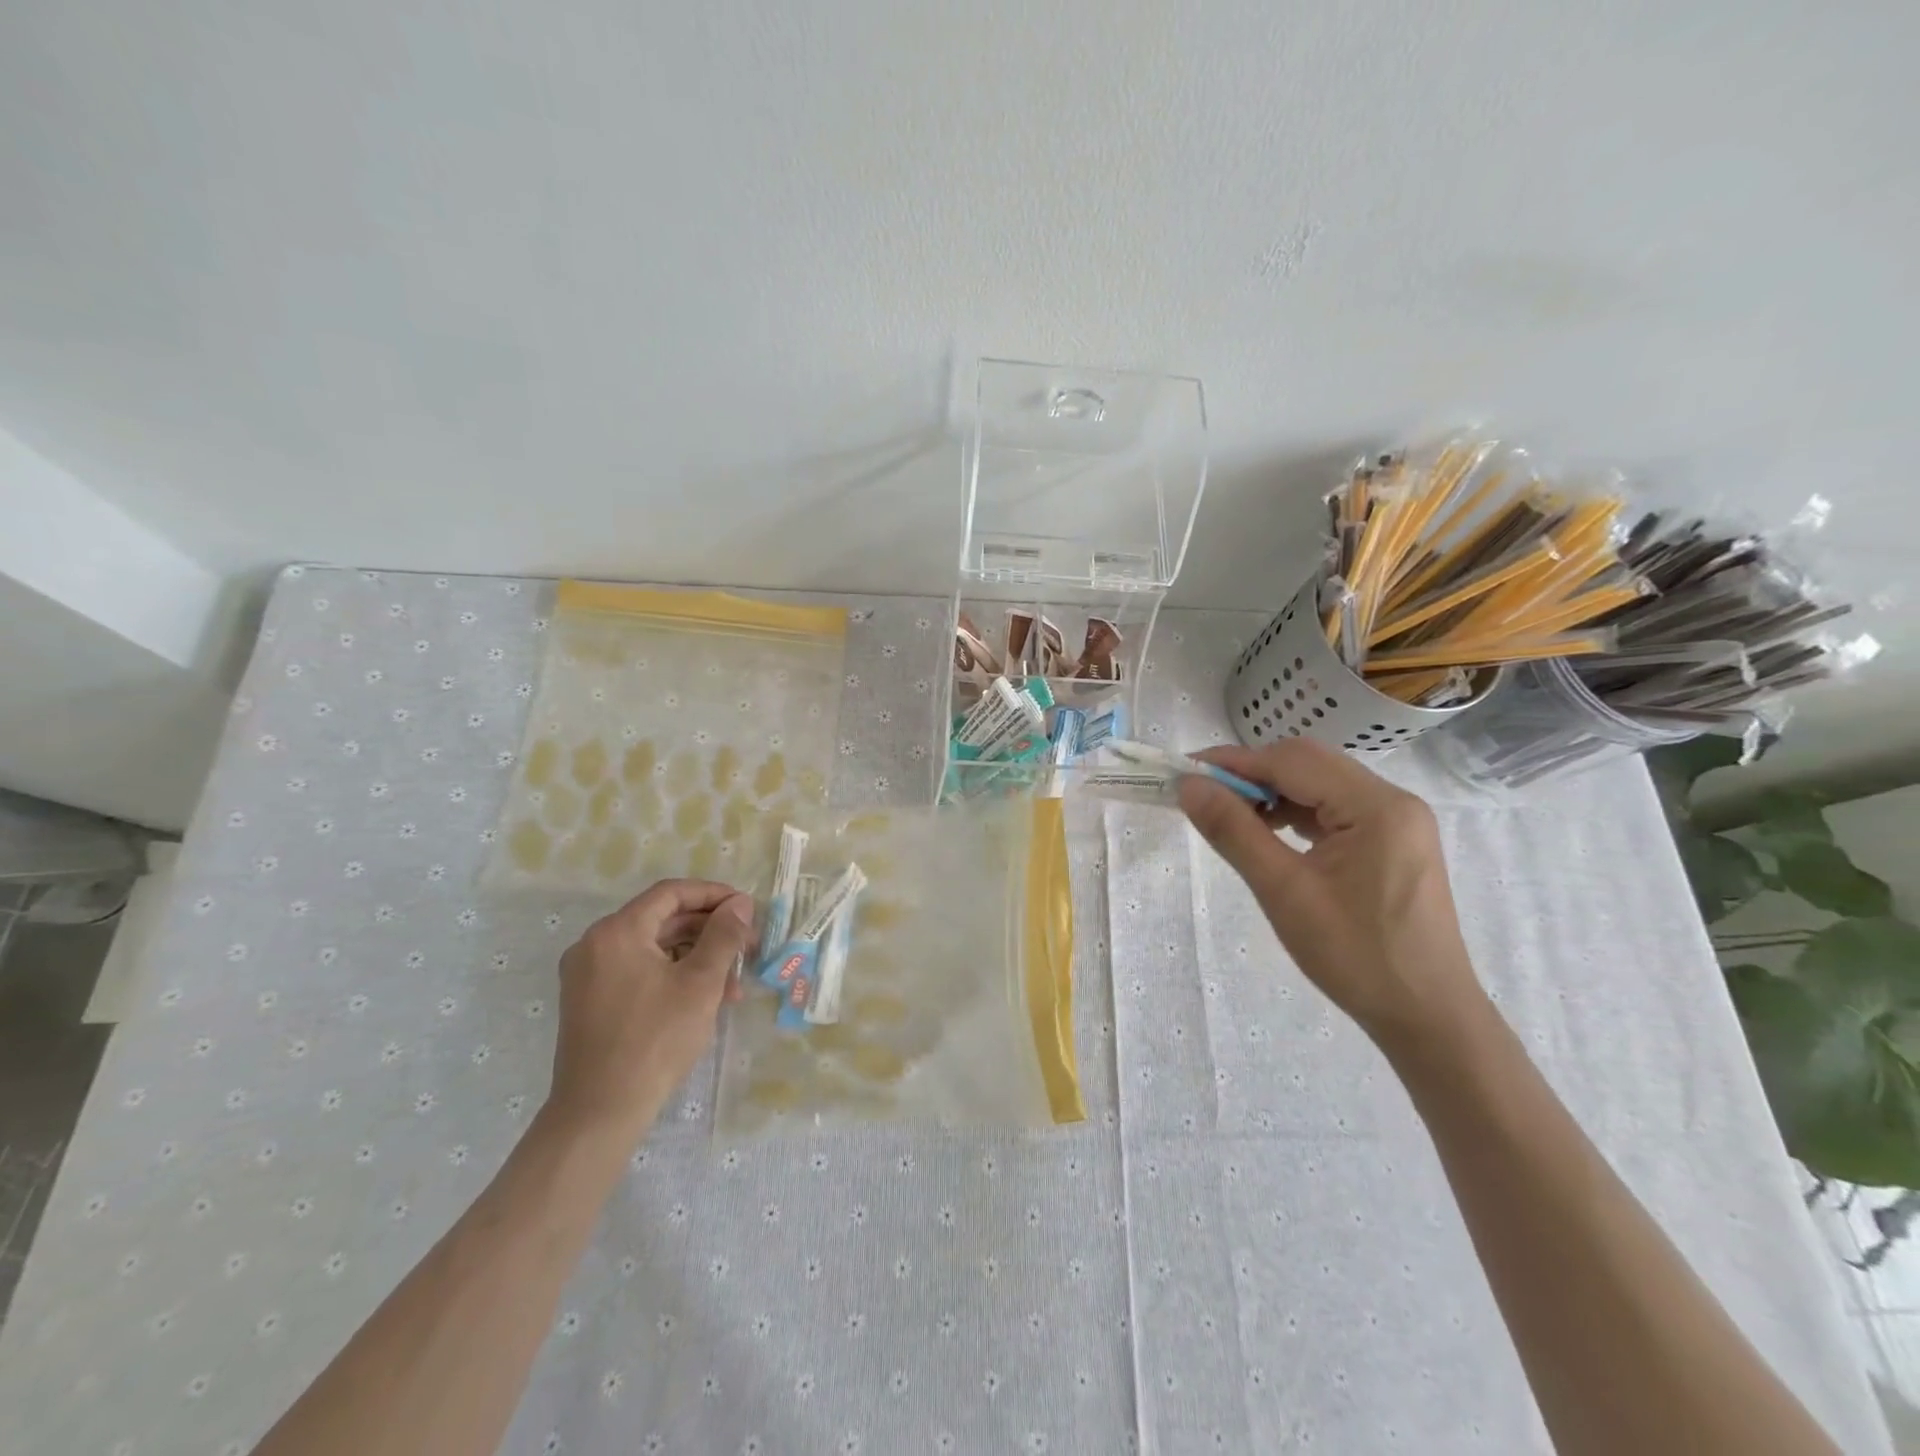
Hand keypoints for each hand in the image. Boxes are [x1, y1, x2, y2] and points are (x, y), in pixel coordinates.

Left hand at [547, 879, 754, 1141]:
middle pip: (663, 920)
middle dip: (710, 931)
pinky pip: (639, 971)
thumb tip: (740, 903)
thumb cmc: (655, 1040)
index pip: (671, 894)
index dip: (714, 895)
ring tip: (734, 983)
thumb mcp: (701, 983)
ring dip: (697, 957)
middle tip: (749, 947)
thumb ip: (723, 936)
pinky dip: (674, 975)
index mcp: (617, 932)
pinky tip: (705, 998)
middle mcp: (595, 944)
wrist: (599, 1113)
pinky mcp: (590, 1001)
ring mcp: (588, 975)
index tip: (747, 909)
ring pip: (654, 948)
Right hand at [1177, 740, 1483, 1044]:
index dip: (1234, 762)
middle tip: (1204, 795)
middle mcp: (1394, 801)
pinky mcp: (1394, 842)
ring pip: (1321, 784)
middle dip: (1253, 773)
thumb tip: (1189, 786)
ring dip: (1273, 792)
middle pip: (1309, 764)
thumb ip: (1234, 831)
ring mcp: (1398, 821)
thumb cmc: (1355, 956)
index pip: (1292, 761)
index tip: (1185, 772)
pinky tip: (1270, 833)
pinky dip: (1297, 812)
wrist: (1426, 1016)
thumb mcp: (1284, 892)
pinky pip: (1336, 808)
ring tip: (1231, 816)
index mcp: (1377, 806)